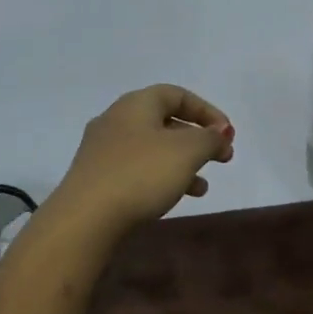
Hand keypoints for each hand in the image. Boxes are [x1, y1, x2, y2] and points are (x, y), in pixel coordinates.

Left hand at [53, 85, 234, 231]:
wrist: (85, 219)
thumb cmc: (140, 174)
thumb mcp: (187, 152)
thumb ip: (210, 138)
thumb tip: (220, 133)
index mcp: (136, 104)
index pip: (177, 94)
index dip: (206, 111)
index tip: (228, 134)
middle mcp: (116, 120)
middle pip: (164, 121)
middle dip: (197, 139)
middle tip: (222, 158)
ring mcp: (102, 150)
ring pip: (152, 149)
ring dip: (182, 163)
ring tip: (203, 187)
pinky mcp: (97, 178)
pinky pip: (137, 169)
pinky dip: (160, 178)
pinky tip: (174, 198)